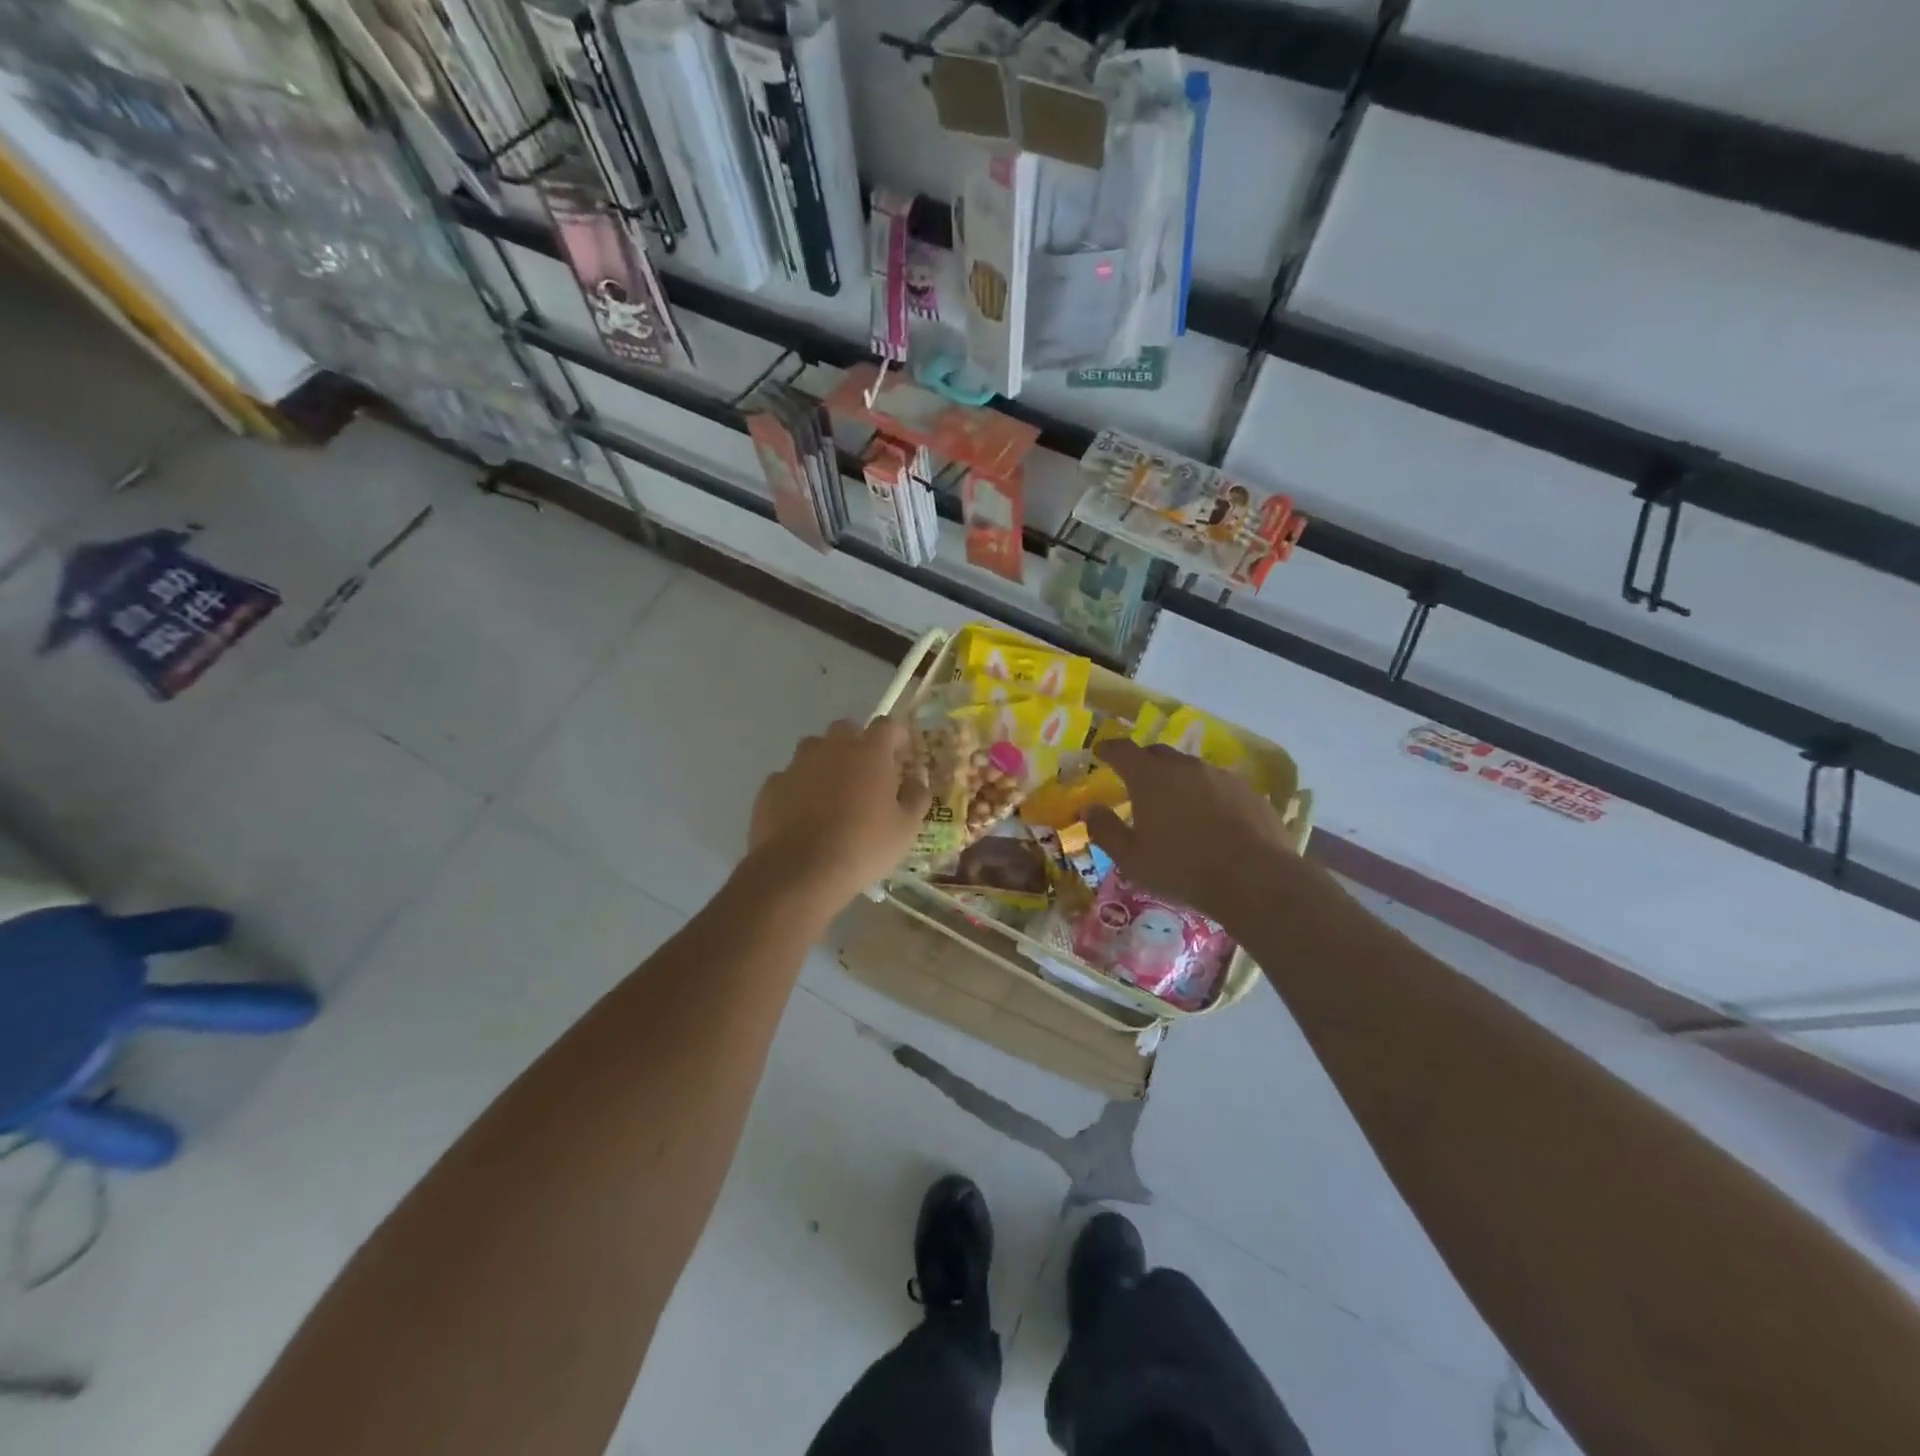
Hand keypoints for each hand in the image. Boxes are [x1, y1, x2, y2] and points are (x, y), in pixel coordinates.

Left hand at [746, 718, 930, 912]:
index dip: (896, 736)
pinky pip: (789, 777)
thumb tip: (916, 782)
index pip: (887, 725)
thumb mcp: (905, 829)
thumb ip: (916, 798)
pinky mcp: (771, 786)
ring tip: (832, 793)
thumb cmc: (863, 846)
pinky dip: (798, 788)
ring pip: (814, 749)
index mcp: (869, 752)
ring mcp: (797, 764)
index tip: (901, 754)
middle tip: (865, 773)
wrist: (800, 871)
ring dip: (825, 762)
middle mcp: (832, 748)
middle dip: (857, 743)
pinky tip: (802, 814)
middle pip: (846, 729)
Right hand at [1086, 739, 1308, 927]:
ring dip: (1177, 780)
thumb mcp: (1132, 859)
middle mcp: (1185, 767)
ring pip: (1190, 769)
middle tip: (1136, 781)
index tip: (1100, 750)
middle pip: (1158, 754)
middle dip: (1143, 763)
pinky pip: (1218, 785)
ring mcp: (1220, 776)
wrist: (1255, 878)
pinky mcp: (1248, 791)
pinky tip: (1210, 820)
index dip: (1108, 748)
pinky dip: (1206, 795)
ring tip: (1175, 805)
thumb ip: (1106, 830)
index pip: (1123, 750)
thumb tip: (1089, 809)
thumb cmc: (1183, 869)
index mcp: (1150, 778)